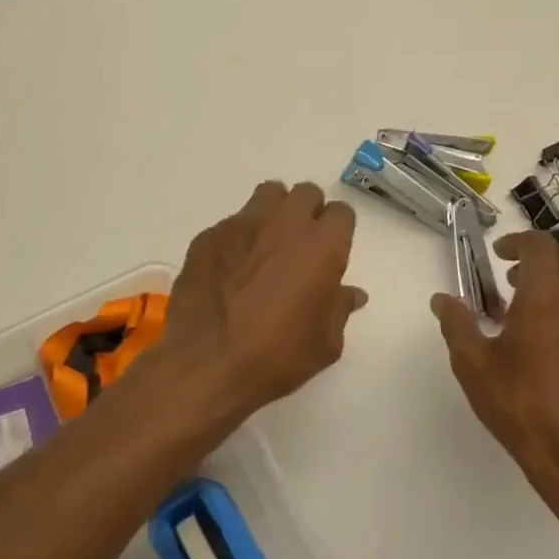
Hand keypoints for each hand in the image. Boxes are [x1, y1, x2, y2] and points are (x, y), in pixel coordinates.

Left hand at [157, 181, 367, 425]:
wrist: (207, 364)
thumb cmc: (277, 356)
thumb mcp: (325, 343)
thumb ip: (339, 308)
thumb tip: (351, 293)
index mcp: (322, 245)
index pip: (341, 212)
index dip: (337, 232)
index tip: (329, 254)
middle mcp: (285, 223)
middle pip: (305, 193)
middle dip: (307, 213)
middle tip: (299, 246)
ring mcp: (243, 224)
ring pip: (267, 196)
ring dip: (273, 213)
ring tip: (266, 245)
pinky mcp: (209, 236)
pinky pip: (231, 223)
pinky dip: (237, 239)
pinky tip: (229, 269)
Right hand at [431, 231, 558, 504]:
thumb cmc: (520, 406)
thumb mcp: (473, 365)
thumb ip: (457, 324)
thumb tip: (443, 299)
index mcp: (546, 296)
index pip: (539, 245)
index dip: (517, 242)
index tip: (500, 257)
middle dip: (545, 259)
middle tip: (518, 282)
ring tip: (543, 311)